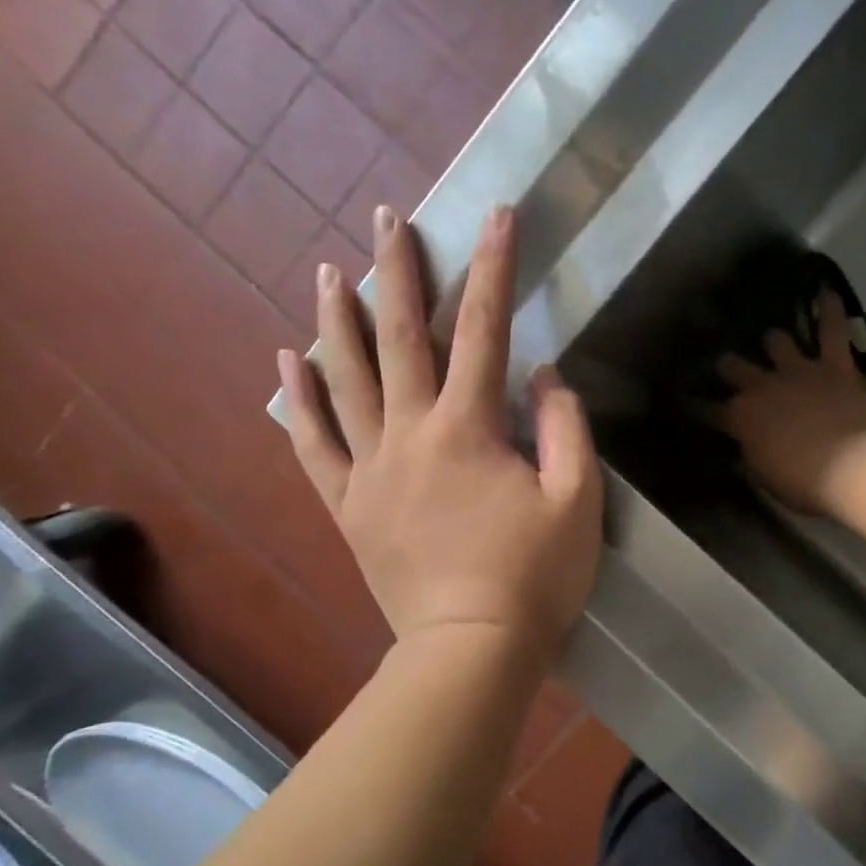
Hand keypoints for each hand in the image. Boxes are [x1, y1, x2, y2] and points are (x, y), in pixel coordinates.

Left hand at [278, 205, 602, 662]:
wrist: (470, 649)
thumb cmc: (535, 577)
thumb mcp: (577, 501)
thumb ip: (564, 430)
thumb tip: (544, 377)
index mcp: (469, 429)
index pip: (484, 331)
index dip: (493, 269)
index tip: (496, 215)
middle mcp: (410, 434)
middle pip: (401, 338)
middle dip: (399, 272)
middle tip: (388, 218)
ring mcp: (370, 470)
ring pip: (345, 381)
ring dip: (339, 321)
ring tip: (330, 272)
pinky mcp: (349, 506)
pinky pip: (313, 445)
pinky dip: (299, 402)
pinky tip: (288, 364)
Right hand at [713, 290, 865, 515]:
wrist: (853, 468)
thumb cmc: (804, 483)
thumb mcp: (765, 477)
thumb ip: (751, 456)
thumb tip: (745, 448)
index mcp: (741, 417)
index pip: (709, 409)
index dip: (697, 406)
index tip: (688, 403)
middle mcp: (762, 386)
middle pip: (733, 366)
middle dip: (727, 366)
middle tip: (726, 366)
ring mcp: (798, 371)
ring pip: (776, 341)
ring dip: (772, 342)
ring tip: (771, 340)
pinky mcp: (834, 366)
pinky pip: (832, 331)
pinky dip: (831, 311)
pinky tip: (827, 290)